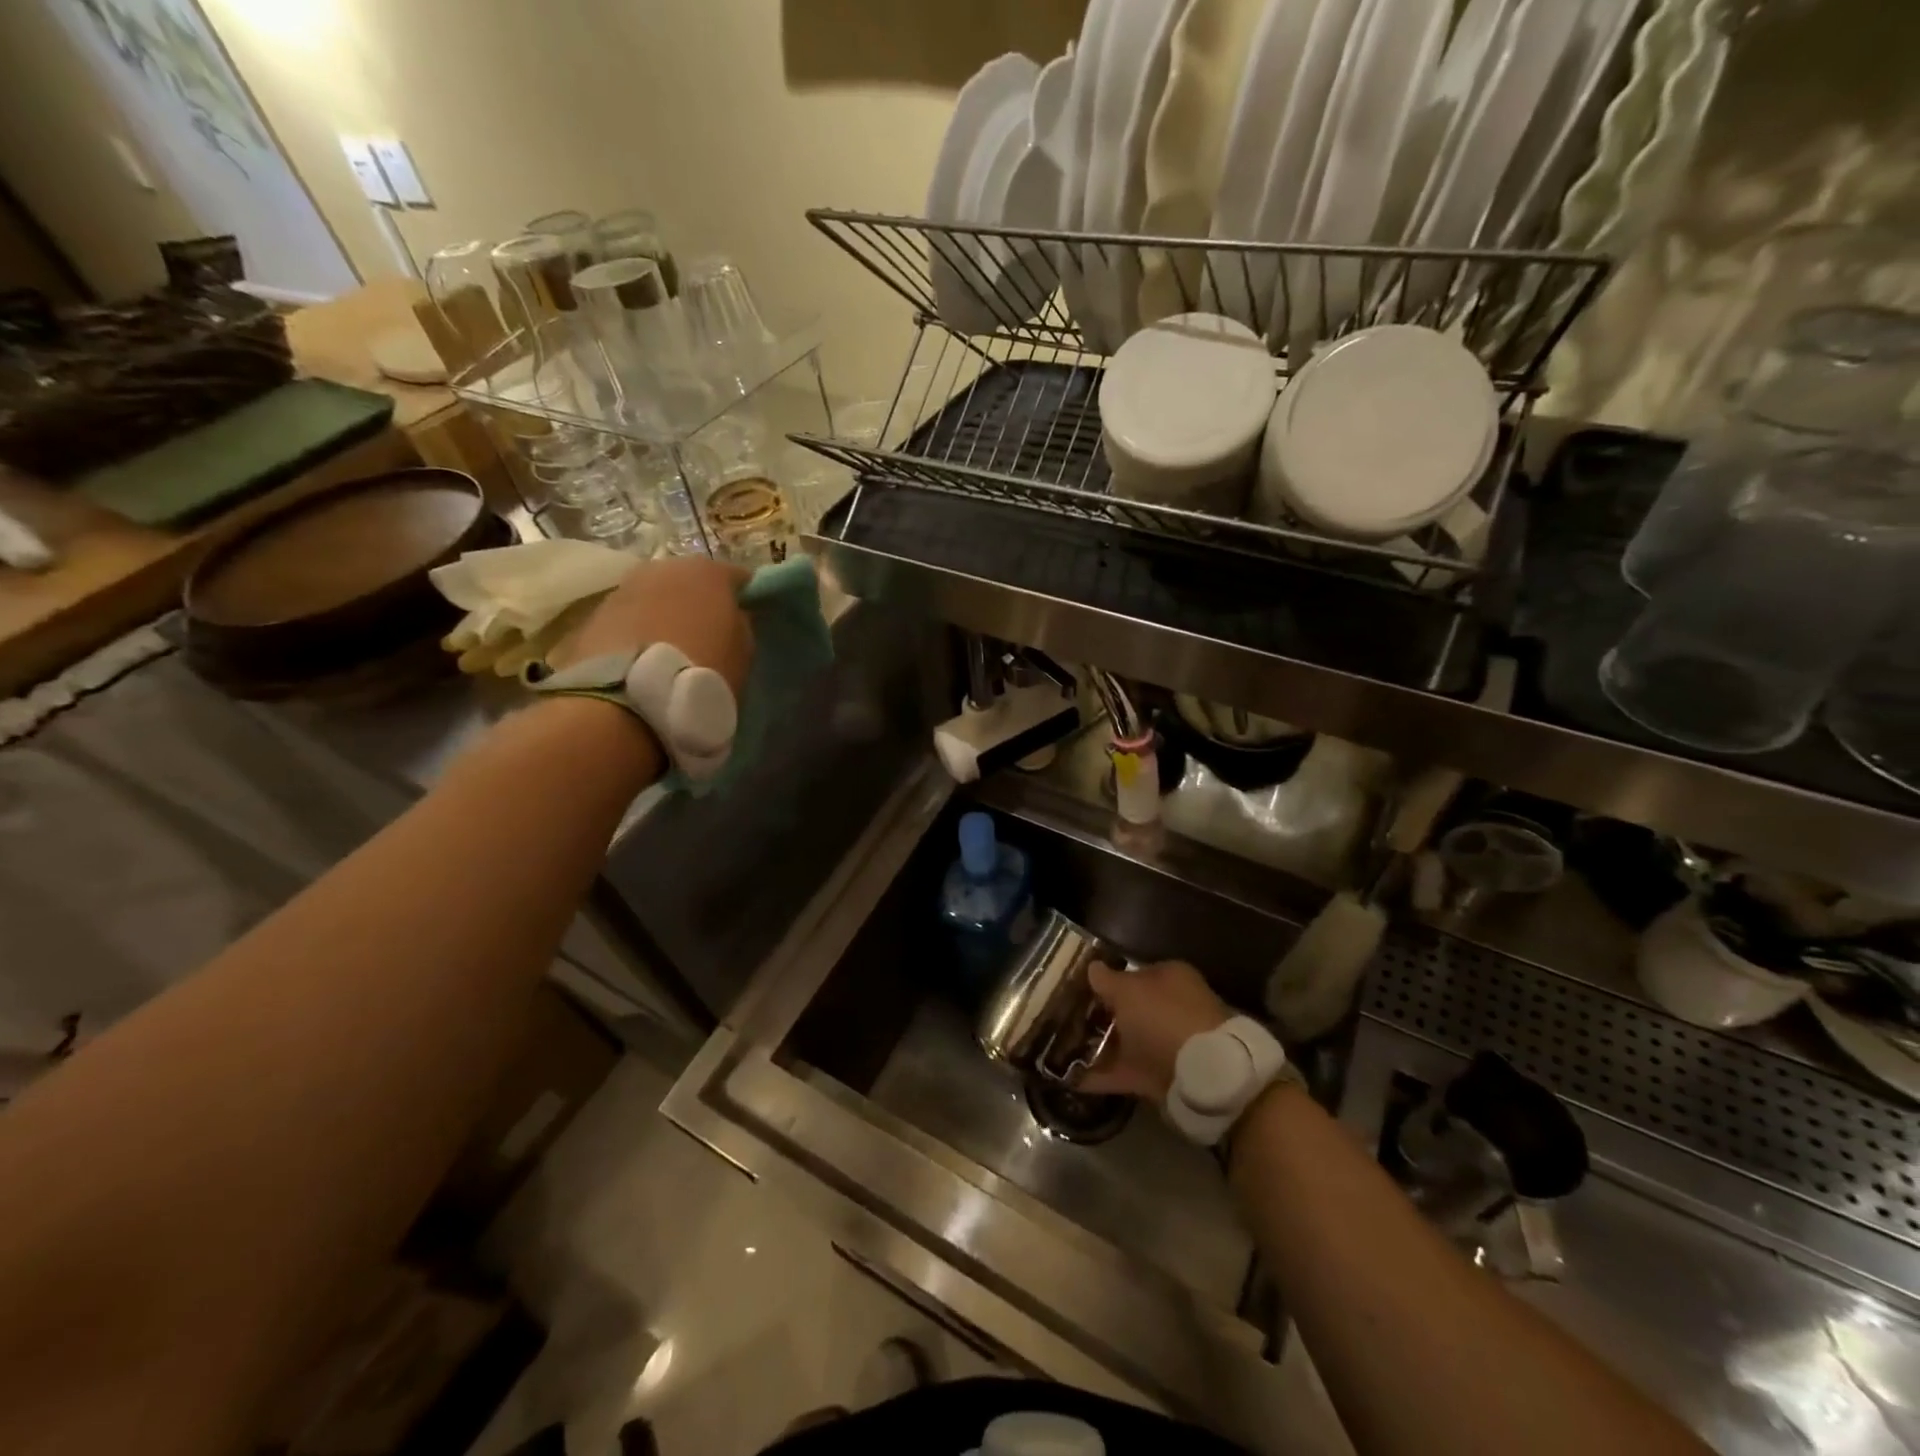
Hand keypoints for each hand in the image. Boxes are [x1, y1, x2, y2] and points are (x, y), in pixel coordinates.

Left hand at [551, 556, 753, 693]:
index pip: (739, 578)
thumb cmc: (701, 673)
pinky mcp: (595, 613)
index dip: (745, 599)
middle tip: (706, 636)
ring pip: (655, 596)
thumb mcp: (742, 653)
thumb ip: (741, 626)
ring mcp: (625, 587)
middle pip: (690, 580)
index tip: (748, 621)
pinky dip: (636, 631)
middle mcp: (665, 566)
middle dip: (698, 603)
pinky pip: (628, 618)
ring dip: (664, 615)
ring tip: (670, 650)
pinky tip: (642, 659)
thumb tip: (733, 618)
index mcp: (708, 572)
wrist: (629, 699)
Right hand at [1078, 960, 1229, 1100]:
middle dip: (1102, 1015)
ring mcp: (1167, 1044)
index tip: (1079, 989)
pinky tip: (1073, 1079)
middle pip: (1130, 1010)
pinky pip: (1124, 1072)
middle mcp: (1171, 1008)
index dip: (1106, 980)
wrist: (1201, 1074)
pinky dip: (1101, 1077)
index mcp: (1169, 978)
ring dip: (1099, 1046)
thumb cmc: (1163, 1017)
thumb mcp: (1127, 990)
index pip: (1133, 974)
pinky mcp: (1160, 1076)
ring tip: (1062, 1048)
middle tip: (1067, 1019)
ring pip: (1126, 1042)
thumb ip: (1106, 980)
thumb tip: (1092, 967)